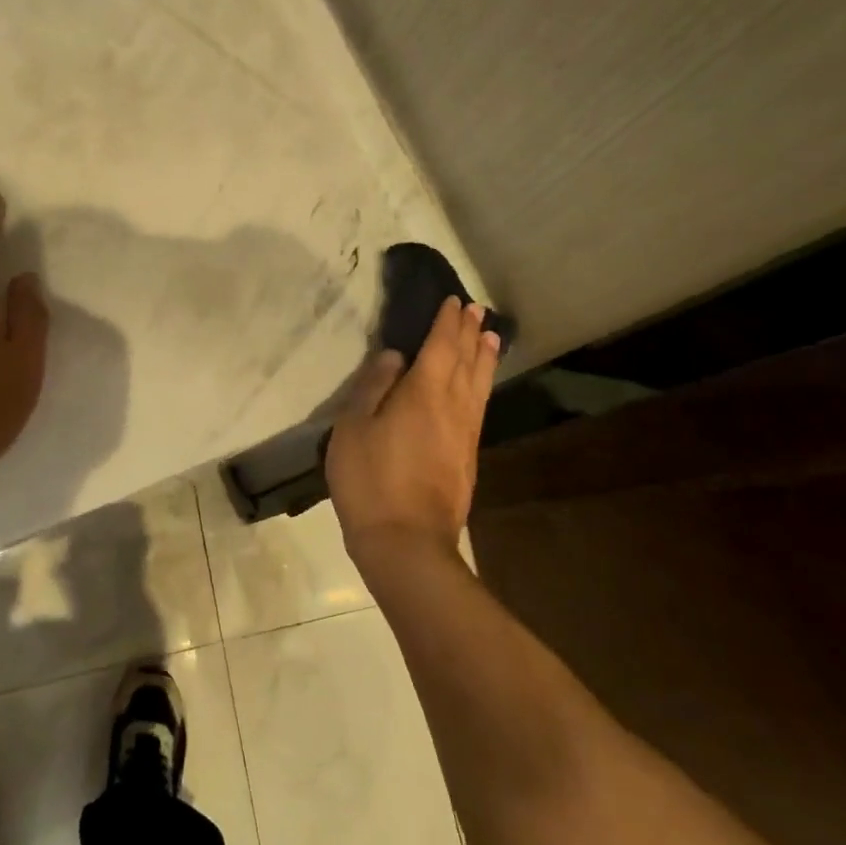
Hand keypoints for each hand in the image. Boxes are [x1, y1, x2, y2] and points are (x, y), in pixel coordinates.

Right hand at [326, 297, 499, 565]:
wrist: (406, 543)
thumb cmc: (370, 480)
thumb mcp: (353, 428)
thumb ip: (373, 387)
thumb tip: (395, 356)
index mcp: (424, 392)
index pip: (441, 345)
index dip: (447, 322)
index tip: (454, 301)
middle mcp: (453, 406)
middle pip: (467, 361)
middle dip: (471, 333)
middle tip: (477, 311)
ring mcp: (465, 434)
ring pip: (479, 384)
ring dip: (485, 357)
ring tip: (492, 338)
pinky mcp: (468, 458)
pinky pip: (479, 406)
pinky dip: (482, 386)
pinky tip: (478, 389)